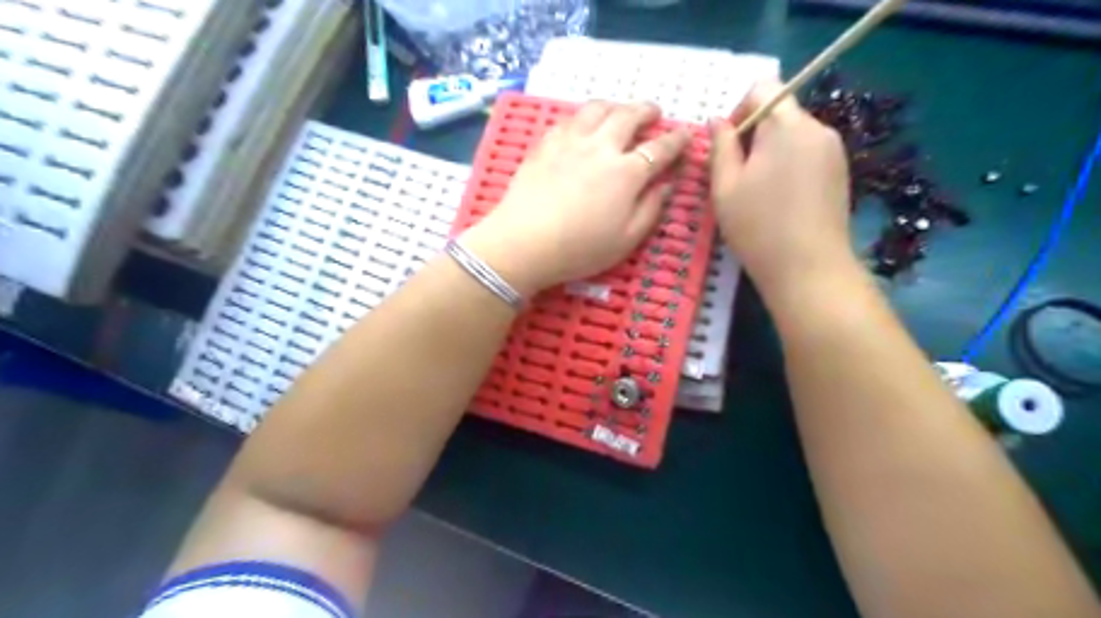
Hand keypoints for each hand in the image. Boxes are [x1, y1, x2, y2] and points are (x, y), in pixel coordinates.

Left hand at [462, 98, 685, 297]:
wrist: (524, 243)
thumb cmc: (580, 249)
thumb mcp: (626, 240)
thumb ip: (651, 209)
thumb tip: (667, 184)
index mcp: (627, 173)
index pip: (660, 148)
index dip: (677, 140)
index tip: (686, 135)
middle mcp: (601, 147)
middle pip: (629, 116)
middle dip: (646, 110)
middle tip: (654, 112)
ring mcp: (570, 142)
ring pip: (597, 109)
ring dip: (615, 106)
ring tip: (620, 111)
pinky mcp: (545, 144)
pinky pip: (568, 120)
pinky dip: (582, 118)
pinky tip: (581, 126)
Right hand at [709, 81, 854, 301]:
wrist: (809, 269)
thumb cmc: (757, 227)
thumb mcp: (725, 187)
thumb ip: (720, 146)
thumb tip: (716, 120)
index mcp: (786, 125)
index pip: (764, 88)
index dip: (739, 109)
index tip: (728, 145)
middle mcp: (817, 128)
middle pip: (780, 112)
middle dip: (754, 135)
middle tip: (737, 176)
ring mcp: (834, 150)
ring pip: (794, 135)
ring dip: (771, 152)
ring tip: (758, 193)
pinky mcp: (841, 172)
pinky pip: (808, 154)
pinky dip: (790, 165)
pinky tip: (780, 201)